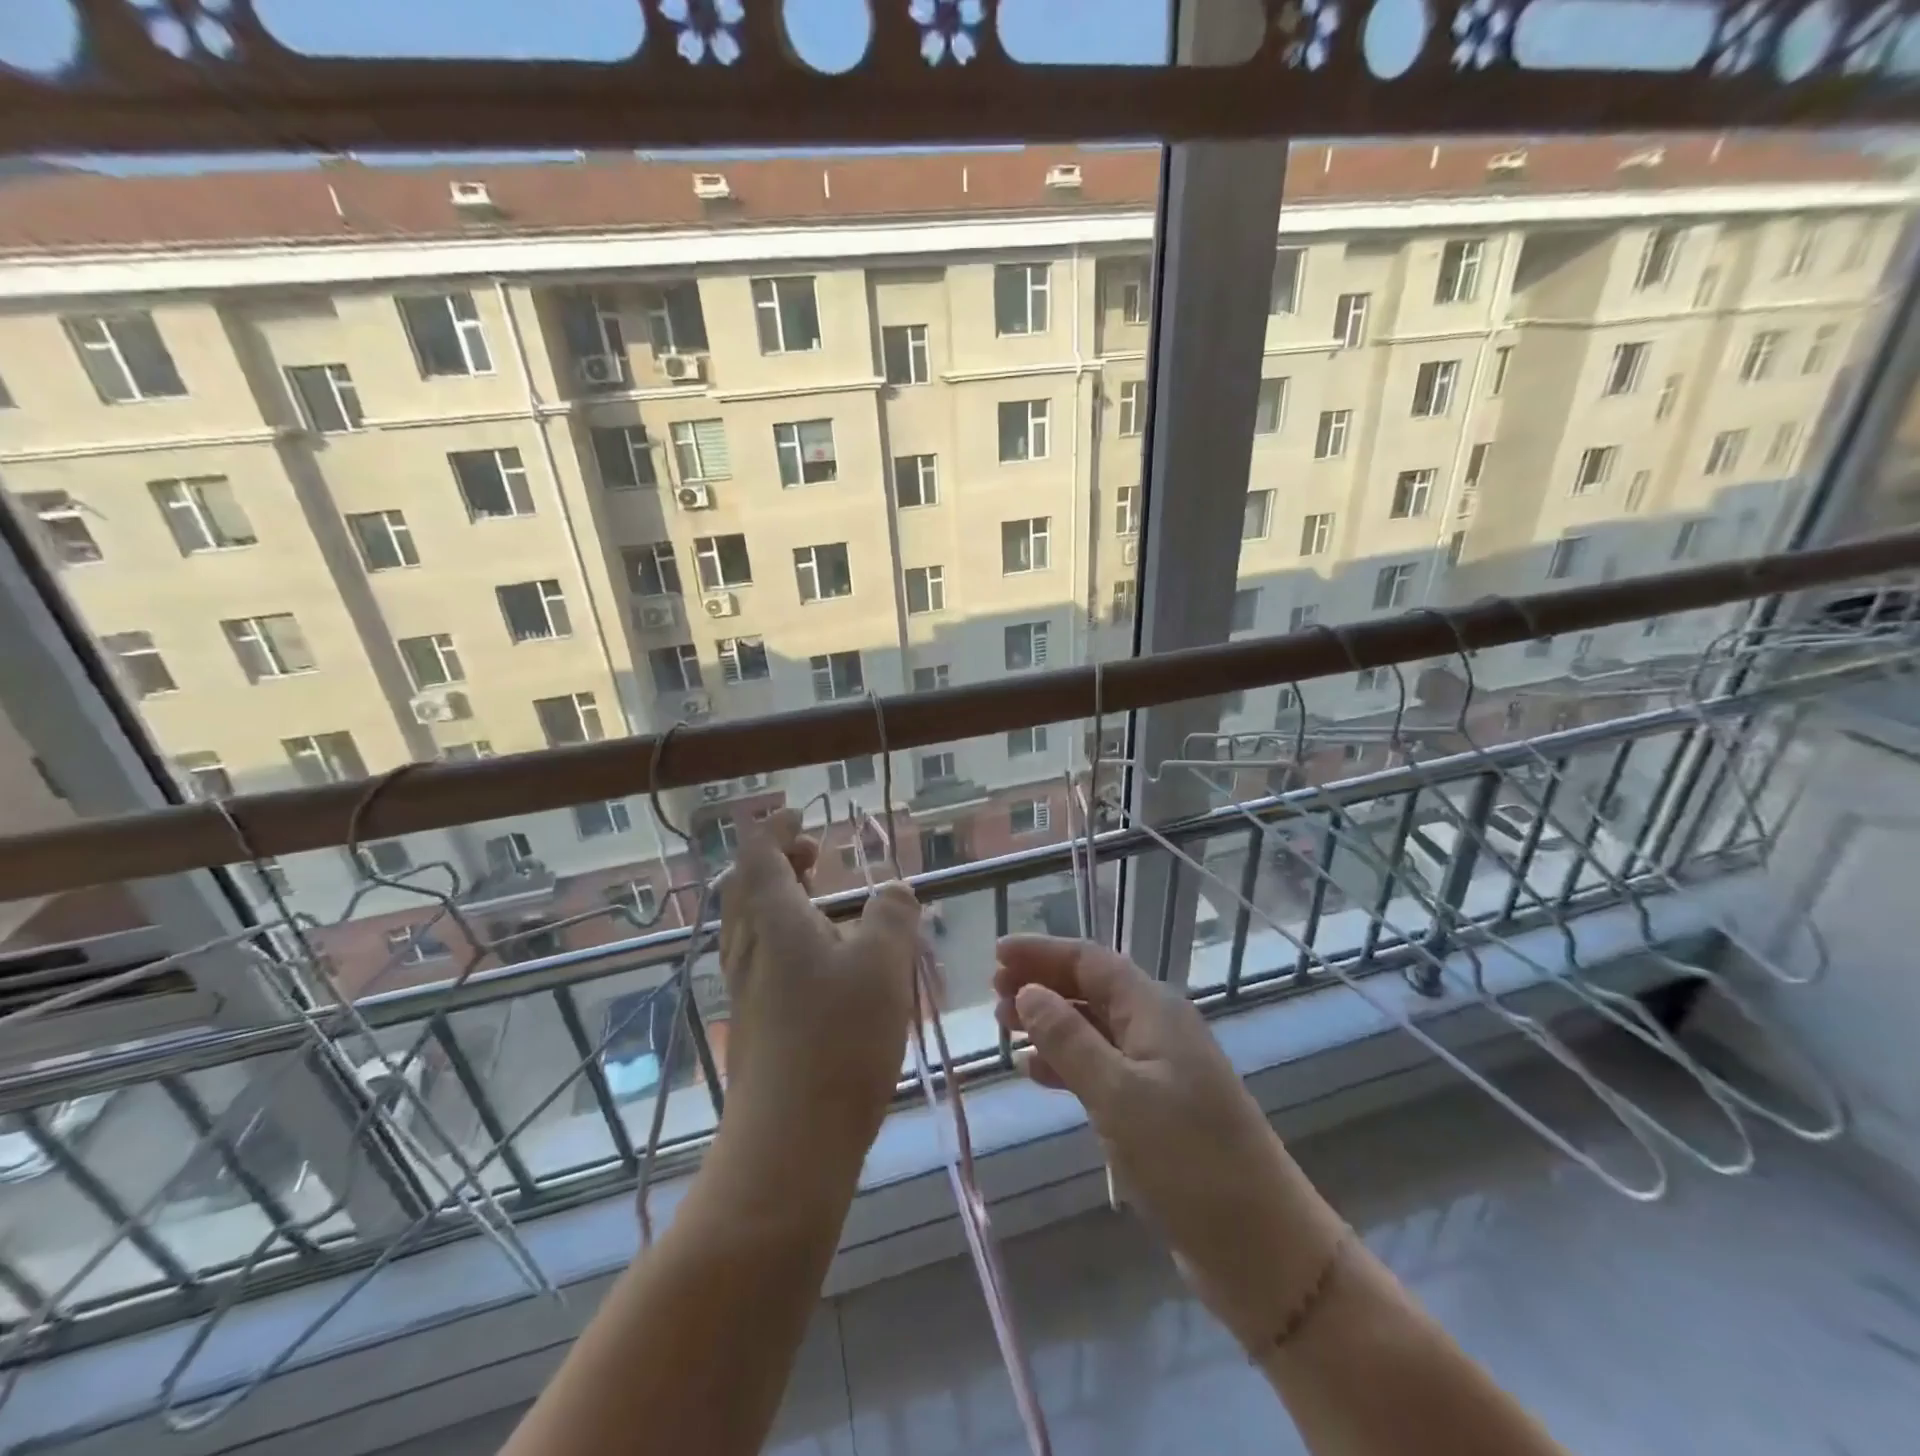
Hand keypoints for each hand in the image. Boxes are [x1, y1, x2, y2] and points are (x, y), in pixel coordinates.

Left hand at [717, 810, 921, 1163]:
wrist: (789, 1144)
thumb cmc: (838, 1039)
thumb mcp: (883, 963)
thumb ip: (892, 915)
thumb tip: (893, 890)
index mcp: (772, 917)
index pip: (759, 851)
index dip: (778, 828)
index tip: (801, 815)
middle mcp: (748, 945)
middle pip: (746, 884)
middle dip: (777, 859)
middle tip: (815, 853)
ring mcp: (745, 987)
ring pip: (751, 922)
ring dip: (780, 896)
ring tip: (822, 899)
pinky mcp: (753, 1022)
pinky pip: (762, 956)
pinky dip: (785, 935)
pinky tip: (822, 960)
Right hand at [994, 935, 1345, 1349]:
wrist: (1263, 1248)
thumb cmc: (1188, 1160)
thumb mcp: (1118, 1095)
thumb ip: (1069, 1039)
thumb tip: (1028, 991)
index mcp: (1154, 1009)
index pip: (1089, 961)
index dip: (1041, 952)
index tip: (995, 953)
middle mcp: (1157, 1028)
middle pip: (1091, 988)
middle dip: (1042, 984)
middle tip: (993, 995)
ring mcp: (1160, 1069)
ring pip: (1094, 1028)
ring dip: (1050, 1023)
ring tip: (1005, 1029)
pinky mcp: (1158, 1108)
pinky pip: (1102, 1067)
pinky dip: (1067, 1063)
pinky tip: (1037, 1073)